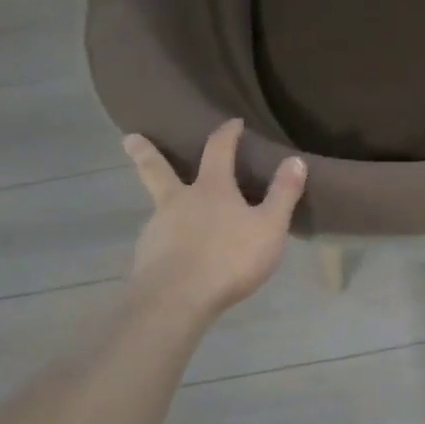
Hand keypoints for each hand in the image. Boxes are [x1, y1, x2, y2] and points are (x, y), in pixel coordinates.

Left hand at [121, 121, 305, 321]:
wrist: (177, 301)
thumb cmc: (230, 258)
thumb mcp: (269, 227)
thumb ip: (283, 194)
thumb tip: (295, 160)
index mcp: (210, 189)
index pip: (218, 150)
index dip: (227, 133)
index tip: (232, 122)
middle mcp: (178, 202)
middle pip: (158, 171)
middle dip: (146, 153)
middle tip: (129, 138)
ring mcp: (157, 229)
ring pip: (160, 208)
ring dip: (165, 203)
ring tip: (174, 212)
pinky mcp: (147, 257)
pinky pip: (160, 240)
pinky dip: (168, 239)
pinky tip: (176, 252)